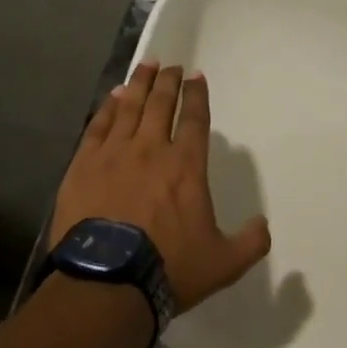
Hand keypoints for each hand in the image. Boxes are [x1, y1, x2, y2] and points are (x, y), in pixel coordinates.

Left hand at [50, 62, 271, 312]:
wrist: (107, 282)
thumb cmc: (169, 268)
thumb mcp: (224, 263)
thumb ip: (251, 241)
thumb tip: (263, 224)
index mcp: (186, 166)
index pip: (194, 119)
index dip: (197, 95)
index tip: (196, 76)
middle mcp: (151, 149)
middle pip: (161, 104)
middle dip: (169, 81)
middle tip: (171, 65)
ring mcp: (114, 154)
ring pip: (129, 107)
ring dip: (140, 84)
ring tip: (146, 66)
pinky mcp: (83, 164)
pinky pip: (98, 125)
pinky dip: (108, 107)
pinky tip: (113, 96)